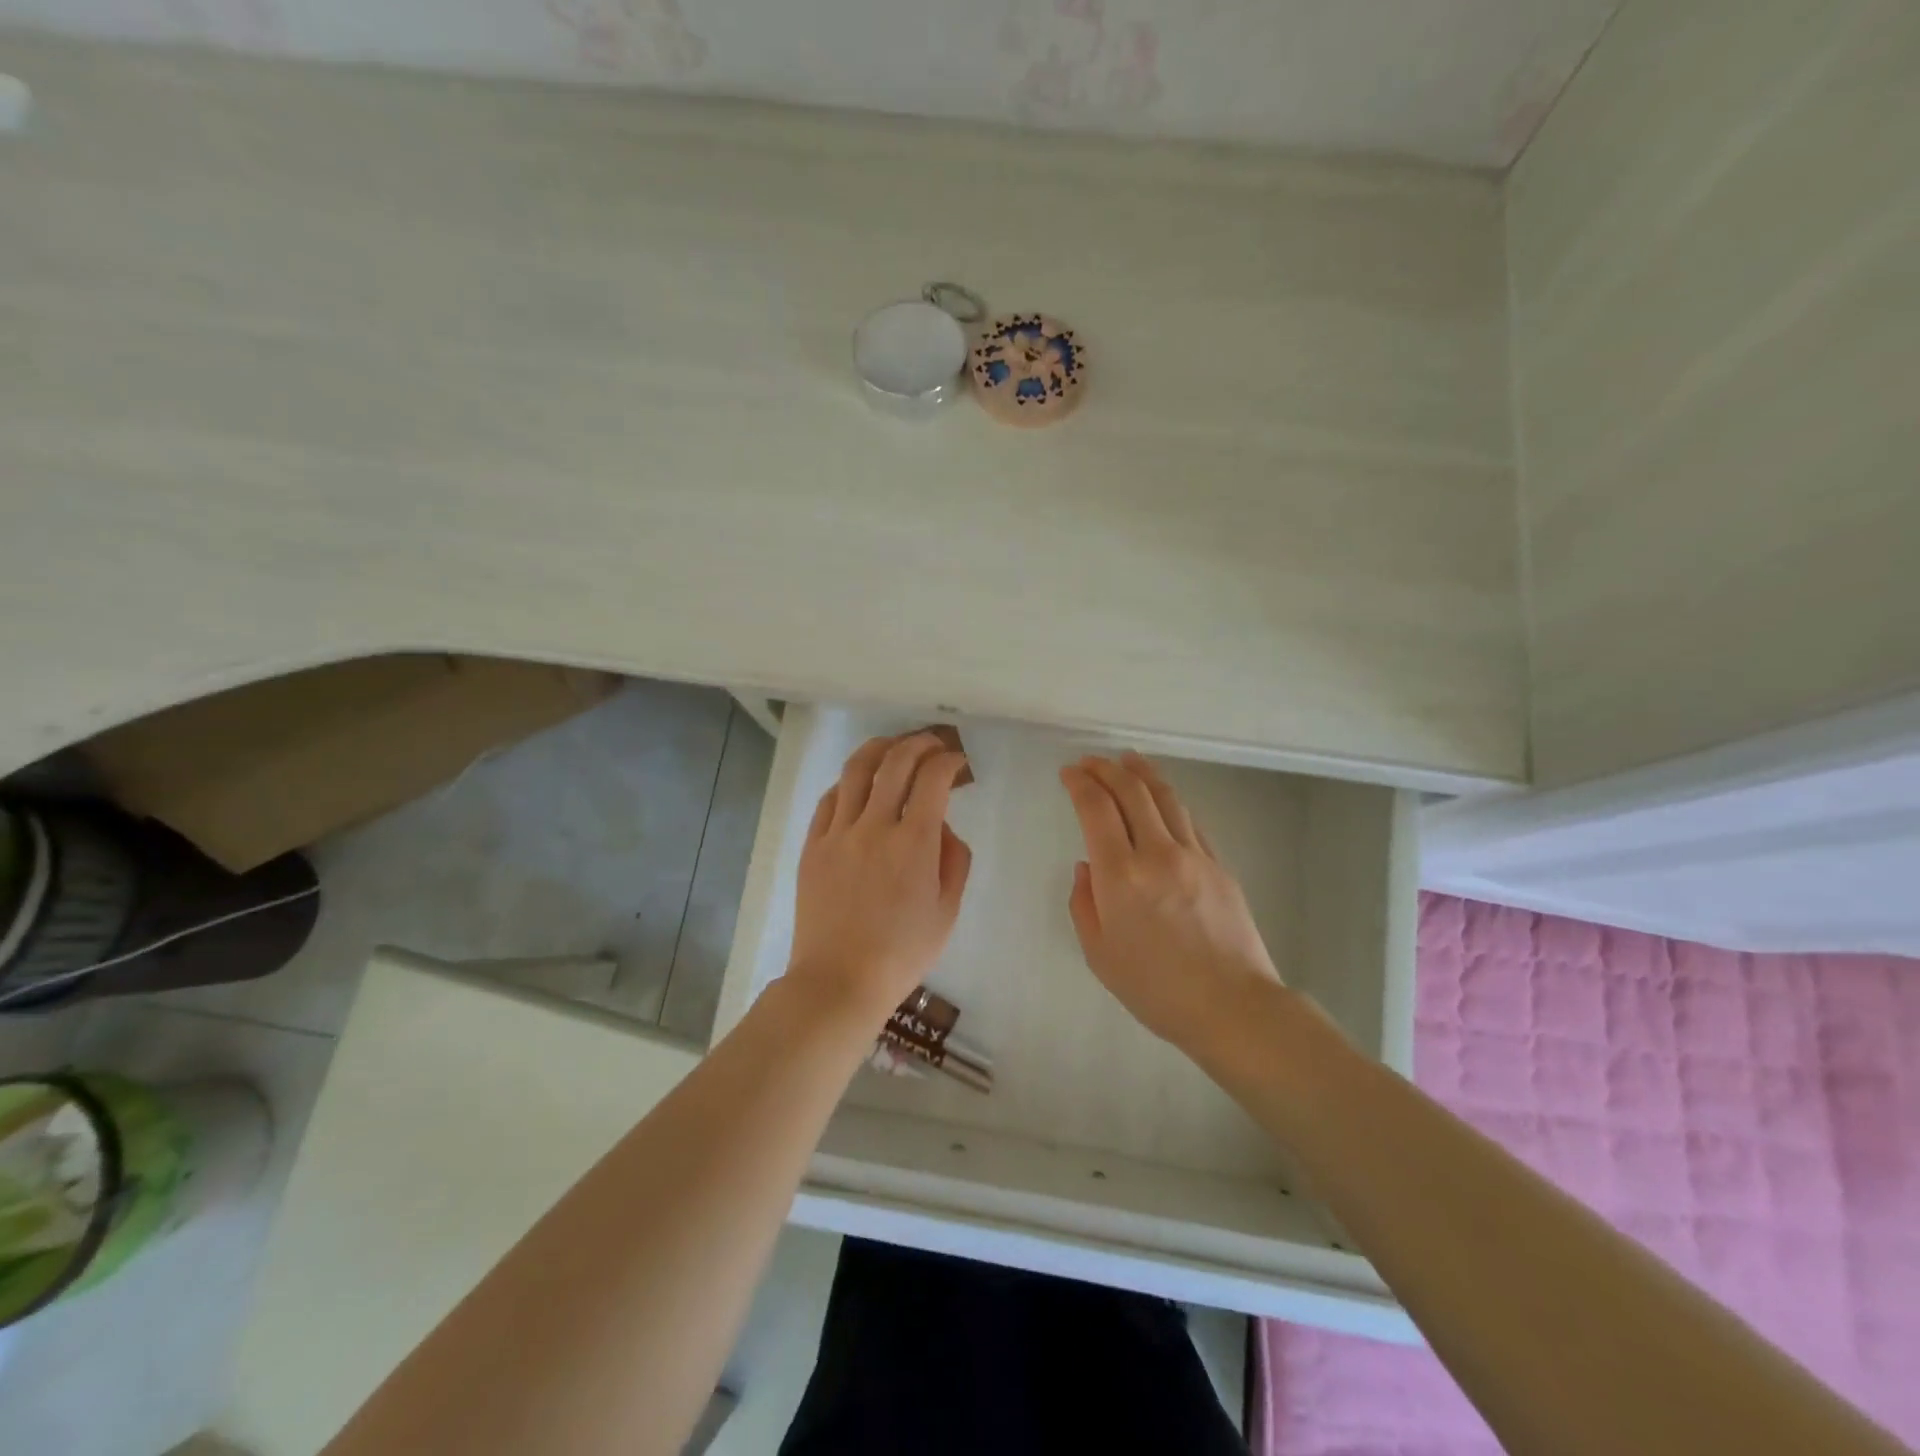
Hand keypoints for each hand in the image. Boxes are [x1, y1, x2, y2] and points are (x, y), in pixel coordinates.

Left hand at [787, 733, 972, 1021]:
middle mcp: (875, 826)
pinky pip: (830, 799)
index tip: (957, 763)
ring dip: (879, 749)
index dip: (949, 760)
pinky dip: (848, 782)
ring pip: (856, 770)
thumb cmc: (902, 952)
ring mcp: (838, 833)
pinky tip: (858, 784)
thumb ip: (954, 860)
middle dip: (919, 743)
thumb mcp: (947, 911)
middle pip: (896, 762)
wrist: (839, 980)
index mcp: (914, 843)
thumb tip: (941, 827)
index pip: (933, 778)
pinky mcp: (813, 845)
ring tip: (893, 746)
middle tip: (932, 744)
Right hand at [1060, 752, 1281, 1051]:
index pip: (1096, 808)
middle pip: (1131, 791)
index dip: (1079, 783)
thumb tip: (1087, 867)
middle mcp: (1157, 853)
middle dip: (1106, 769)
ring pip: (1165, 798)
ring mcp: (1194, 855)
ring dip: (1141, 773)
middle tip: (1090, 761)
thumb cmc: (1156, 989)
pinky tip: (1161, 799)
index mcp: (1120, 876)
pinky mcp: (1219, 865)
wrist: (1232, 1006)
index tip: (1068, 772)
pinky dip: (1168, 801)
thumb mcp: (1099, 955)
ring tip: (1127, 760)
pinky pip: (1189, 820)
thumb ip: (1084, 903)